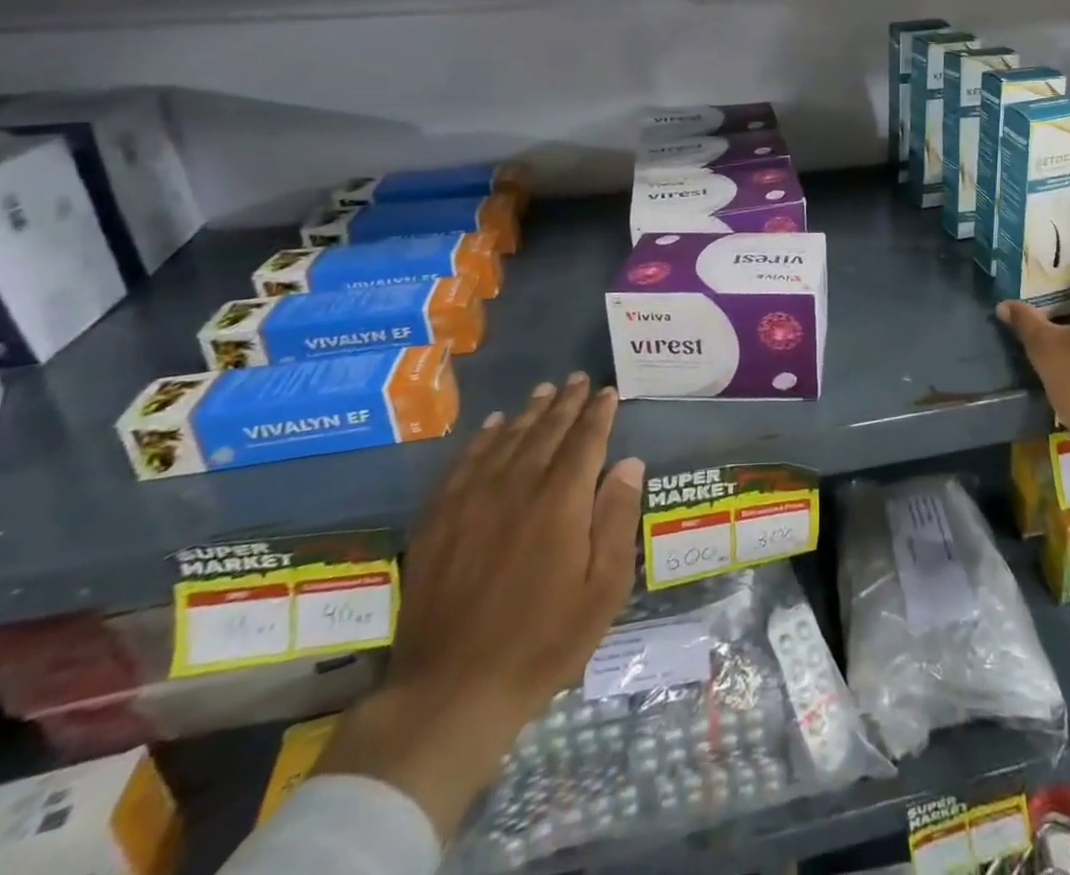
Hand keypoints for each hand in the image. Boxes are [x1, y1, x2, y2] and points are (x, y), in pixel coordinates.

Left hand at [316, 373, 644, 840]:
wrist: (452, 690)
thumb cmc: (543, 641)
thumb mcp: (603, 589)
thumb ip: (617, 518)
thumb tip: (630, 463)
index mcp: (561, 500)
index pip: (586, 440)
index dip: (599, 413)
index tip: (608, 392)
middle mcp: (517, 485)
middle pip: (546, 431)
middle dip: (566, 403)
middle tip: (578, 379)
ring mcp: (472, 500)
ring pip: (506, 439)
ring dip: (529, 412)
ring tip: (544, 392)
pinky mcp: (439, 519)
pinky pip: (464, 462)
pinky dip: (482, 438)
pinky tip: (492, 427)